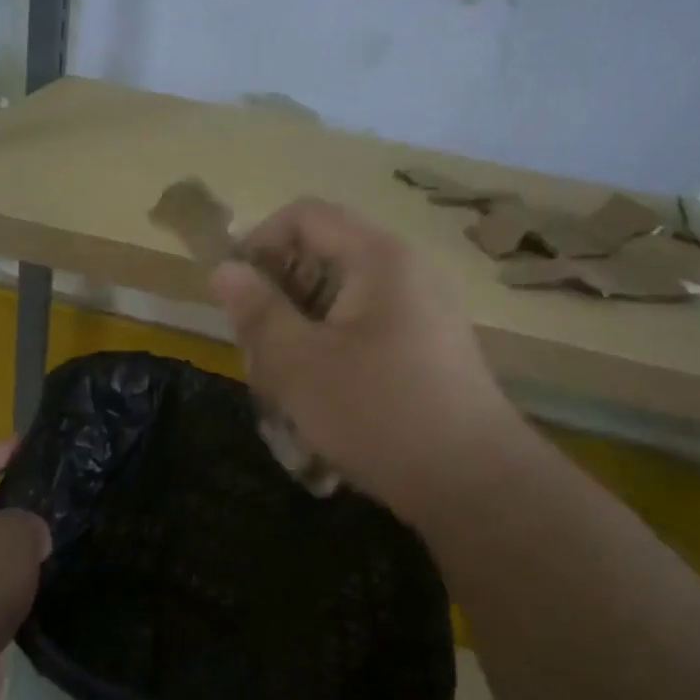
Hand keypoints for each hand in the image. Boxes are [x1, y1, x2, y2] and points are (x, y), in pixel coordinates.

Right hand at [210, 199, 523, 526]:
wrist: (475, 484)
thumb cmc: (377, 413)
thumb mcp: (298, 364)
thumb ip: (256, 311)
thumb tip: (224, 269)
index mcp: (378, 258)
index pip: (304, 216)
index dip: (258, 245)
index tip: (233, 298)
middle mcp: (406, 274)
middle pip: (320, 263)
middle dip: (278, 308)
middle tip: (258, 362)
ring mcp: (422, 314)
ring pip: (338, 308)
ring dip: (301, 343)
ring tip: (287, 400)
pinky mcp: (428, 352)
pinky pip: (365, 337)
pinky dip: (333, 363)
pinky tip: (322, 412)